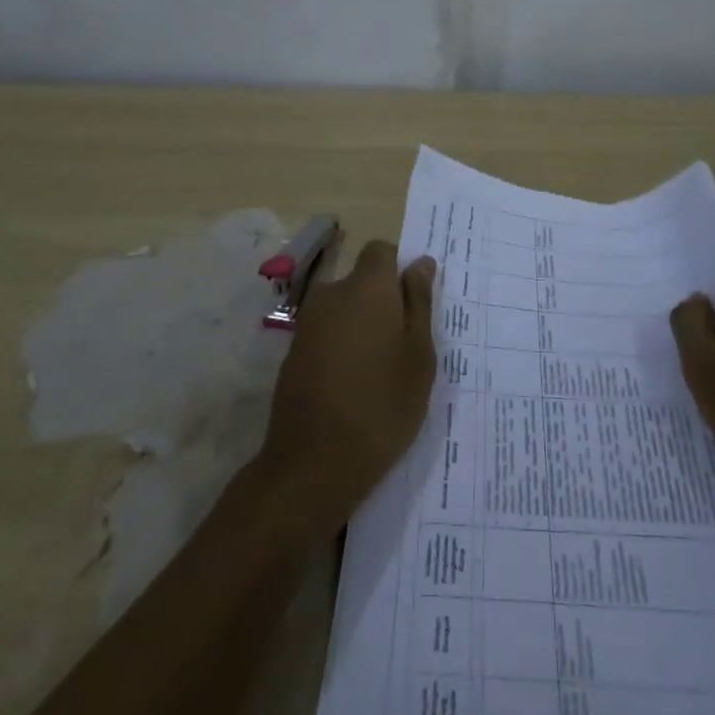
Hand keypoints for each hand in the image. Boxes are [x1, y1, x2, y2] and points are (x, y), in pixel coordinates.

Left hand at [260, 239, 436, 528]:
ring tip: (382, 370)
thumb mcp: (419, 355)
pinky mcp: (293, 351)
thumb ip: (419, 302)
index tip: (415, 304)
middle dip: (382, 301)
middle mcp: (332, 293)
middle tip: (405, 344)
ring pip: (344, 308)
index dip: (399, 269)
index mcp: (367, 287)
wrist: (315, 462)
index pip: (381, 251)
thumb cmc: (382, 405)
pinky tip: (355, 384)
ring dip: (362, 326)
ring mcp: (308, 322)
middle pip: (361, 280)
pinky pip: (327, 333)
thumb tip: (420, 262)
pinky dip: (342, 346)